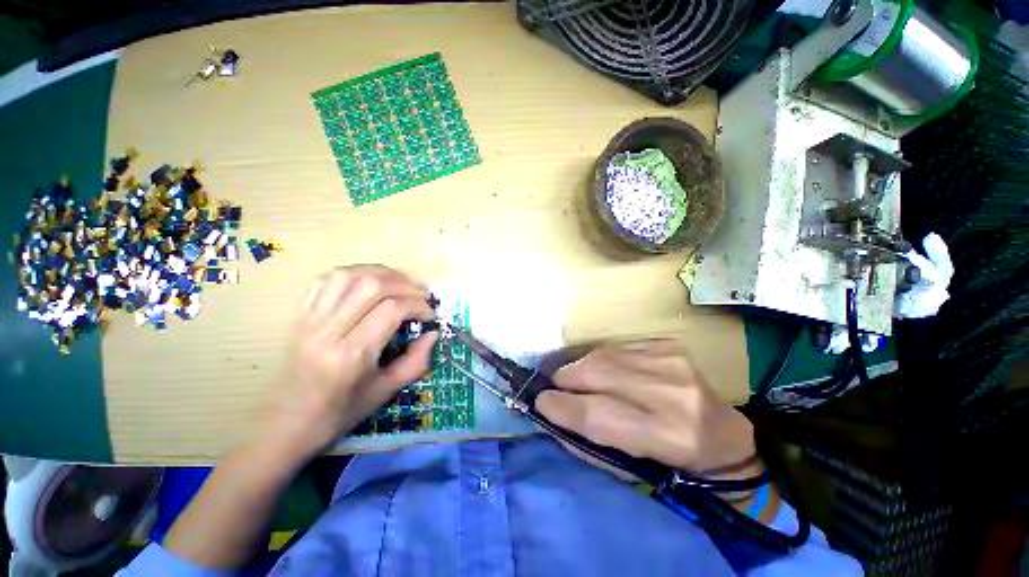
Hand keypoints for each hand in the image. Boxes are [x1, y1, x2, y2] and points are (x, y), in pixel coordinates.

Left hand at [267, 265, 437, 459]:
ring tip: (401, 283)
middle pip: (372, 286)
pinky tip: (369, 282)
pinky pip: (325, 280)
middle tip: (422, 295)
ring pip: (348, 275)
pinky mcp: (299, 315)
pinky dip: (354, 273)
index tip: (430, 315)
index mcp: (351, 355)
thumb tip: (433, 333)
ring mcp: (309, 319)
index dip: (418, 306)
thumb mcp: (385, 392)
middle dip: (405, 284)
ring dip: (382, 273)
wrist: (284, 426)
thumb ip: (416, 361)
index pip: (391, 310)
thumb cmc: (338, 414)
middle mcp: (328, 330)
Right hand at [537, 340, 757, 477]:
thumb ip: (587, 442)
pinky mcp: (667, 346)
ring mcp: (671, 361)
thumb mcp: (631, 469)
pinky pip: (616, 347)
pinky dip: (599, 359)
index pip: (598, 414)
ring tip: (569, 378)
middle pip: (596, 373)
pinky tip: (601, 370)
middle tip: (551, 387)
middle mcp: (670, 392)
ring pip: (602, 356)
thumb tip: (550, 416)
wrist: (723, 435)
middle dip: (564, 379)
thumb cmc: (674, 464)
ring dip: (577, 367)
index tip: (539, 402)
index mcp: (667, 435)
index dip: (561, 406)